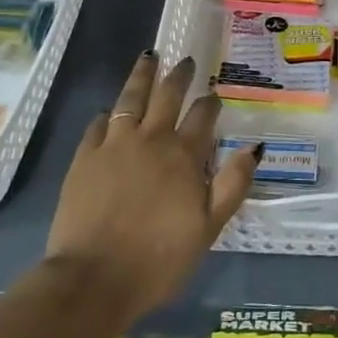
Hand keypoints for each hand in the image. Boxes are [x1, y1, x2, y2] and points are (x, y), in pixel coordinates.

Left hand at [44, 51, 257, 322]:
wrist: (93, 279)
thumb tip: (253, 147)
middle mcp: (150, 139)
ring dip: (142, 76)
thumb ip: (233, 184)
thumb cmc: (159, 259)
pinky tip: (109, 111)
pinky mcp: (84, 158)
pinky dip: (108, 113)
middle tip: (186, 61)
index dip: (210, 103)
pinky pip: (98, 125)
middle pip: (167, 96)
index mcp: (184, 155)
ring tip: (149, 58)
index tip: (214, 94)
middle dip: (179, 76)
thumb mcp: (209, 227)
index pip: (202, 117)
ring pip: (130, 98)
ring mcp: (114, 145)